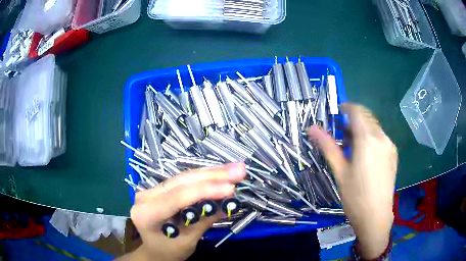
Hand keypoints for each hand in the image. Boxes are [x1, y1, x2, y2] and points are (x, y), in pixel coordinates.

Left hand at [120, 163, 245, 260]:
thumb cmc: (169, 251)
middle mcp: (146, 196)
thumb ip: (204, 220)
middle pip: (181, 182)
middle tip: (239, 171)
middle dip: (213, 176)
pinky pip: (185, 181)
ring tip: (236, 170)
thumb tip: (229, 202)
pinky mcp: (161, 188)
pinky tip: (221, 174)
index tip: (231, 188)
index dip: (205, 191)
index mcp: (146, 213)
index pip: (176, 197)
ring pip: (185, 177)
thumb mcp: (187, 241)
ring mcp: (152, 190)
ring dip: (212, 173)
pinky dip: (205, 178)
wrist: (155, 250)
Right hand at [307, 104, 397, 259]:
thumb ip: (328, 146)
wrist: (376, 216)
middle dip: (353, 120)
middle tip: (342, 135)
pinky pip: (381, 137)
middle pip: (367, 117)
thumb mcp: (340, 171)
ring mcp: (390, 145)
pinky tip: (366, 156)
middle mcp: (381, 138)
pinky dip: (371, 138)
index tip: (337, 114)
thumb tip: (311, 128)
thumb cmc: (355, 196)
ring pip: (374, 127)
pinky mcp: (393, 154)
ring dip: (363, 129)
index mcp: (367, 140)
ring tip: (353, 147)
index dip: (346, 108)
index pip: (357, 111)